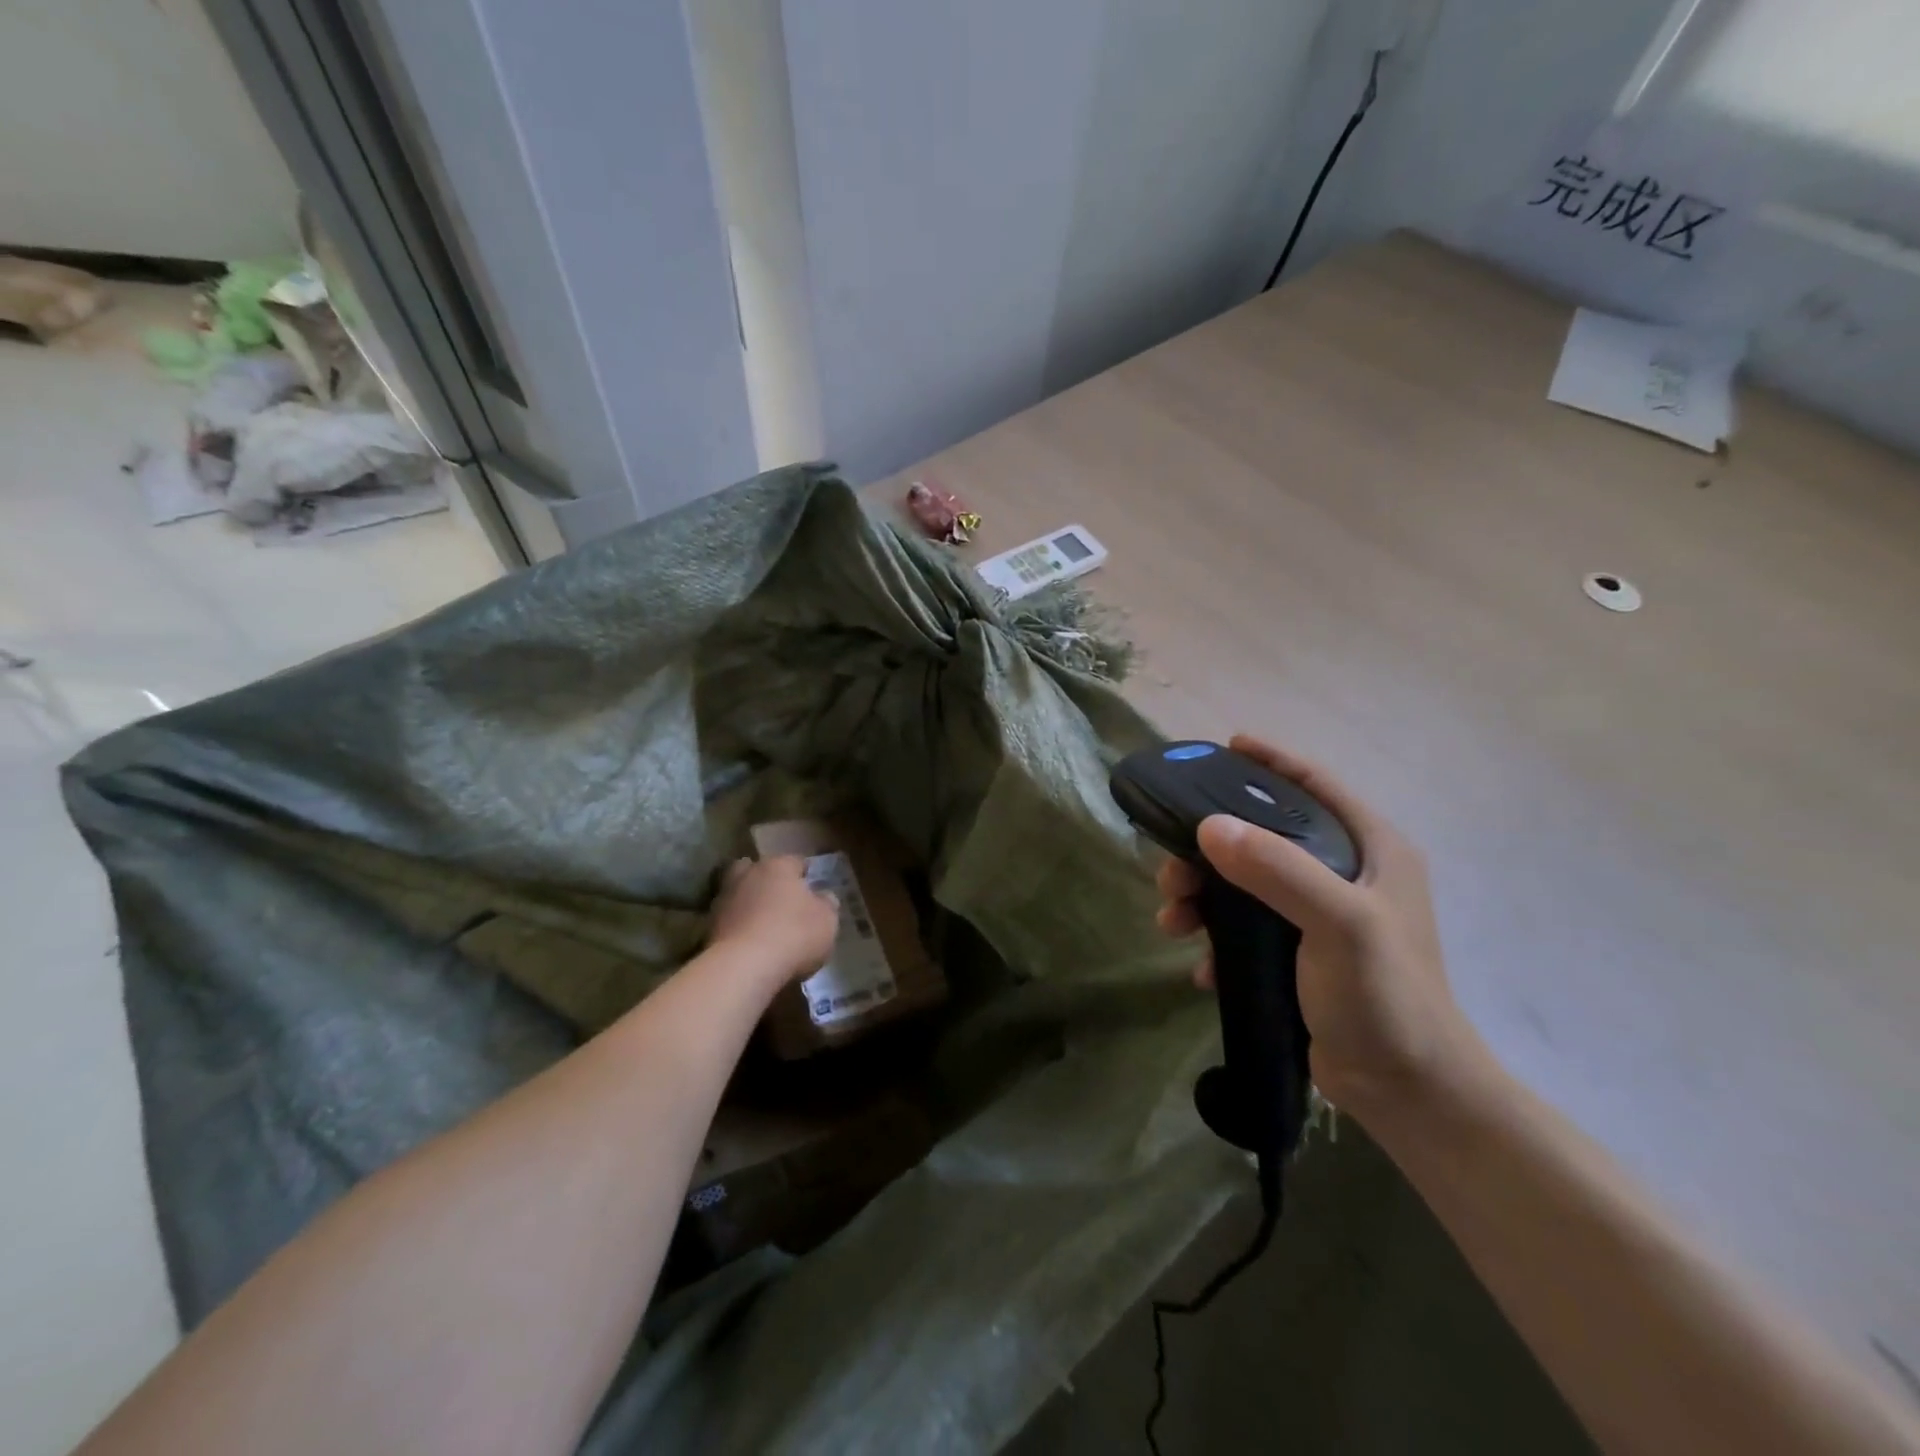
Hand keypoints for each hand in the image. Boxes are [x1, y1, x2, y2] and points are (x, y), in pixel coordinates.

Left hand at [707, 857, 839, 987]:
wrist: (743, 967)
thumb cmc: (794, 935)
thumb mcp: (827, 921)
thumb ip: (827, 904)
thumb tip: (824, 896)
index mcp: (778, 866)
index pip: (795, 860)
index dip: (805, 872)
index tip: (811, 883)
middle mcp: (748, 875)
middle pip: (756, 869)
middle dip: (766, 879)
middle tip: (779, 897)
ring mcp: (724, 899)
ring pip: (738, 892)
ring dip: (748, 902)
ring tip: (762, 922)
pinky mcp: (709, 927)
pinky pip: (730, 919)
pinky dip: (738, 925)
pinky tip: (749, 940)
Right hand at [1155, 735, 1485, 1122]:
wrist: (1406, 1092)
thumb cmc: (1384, 996)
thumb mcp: (1338, 923)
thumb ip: (1277, 868)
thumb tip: (1208, 827)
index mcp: (1371, 849)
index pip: (1315, 784)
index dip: (1270, 761)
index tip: (1223, 747)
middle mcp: (1347, 873)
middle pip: (1265, 835)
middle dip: (1211, 847)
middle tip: (1171, 867)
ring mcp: (1322, 915)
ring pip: (1245, 882)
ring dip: (1202, 896)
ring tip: (1172, 921)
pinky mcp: (1300, 953)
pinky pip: (1244, 926)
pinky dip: (1217, 938)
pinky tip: (1201, 965)